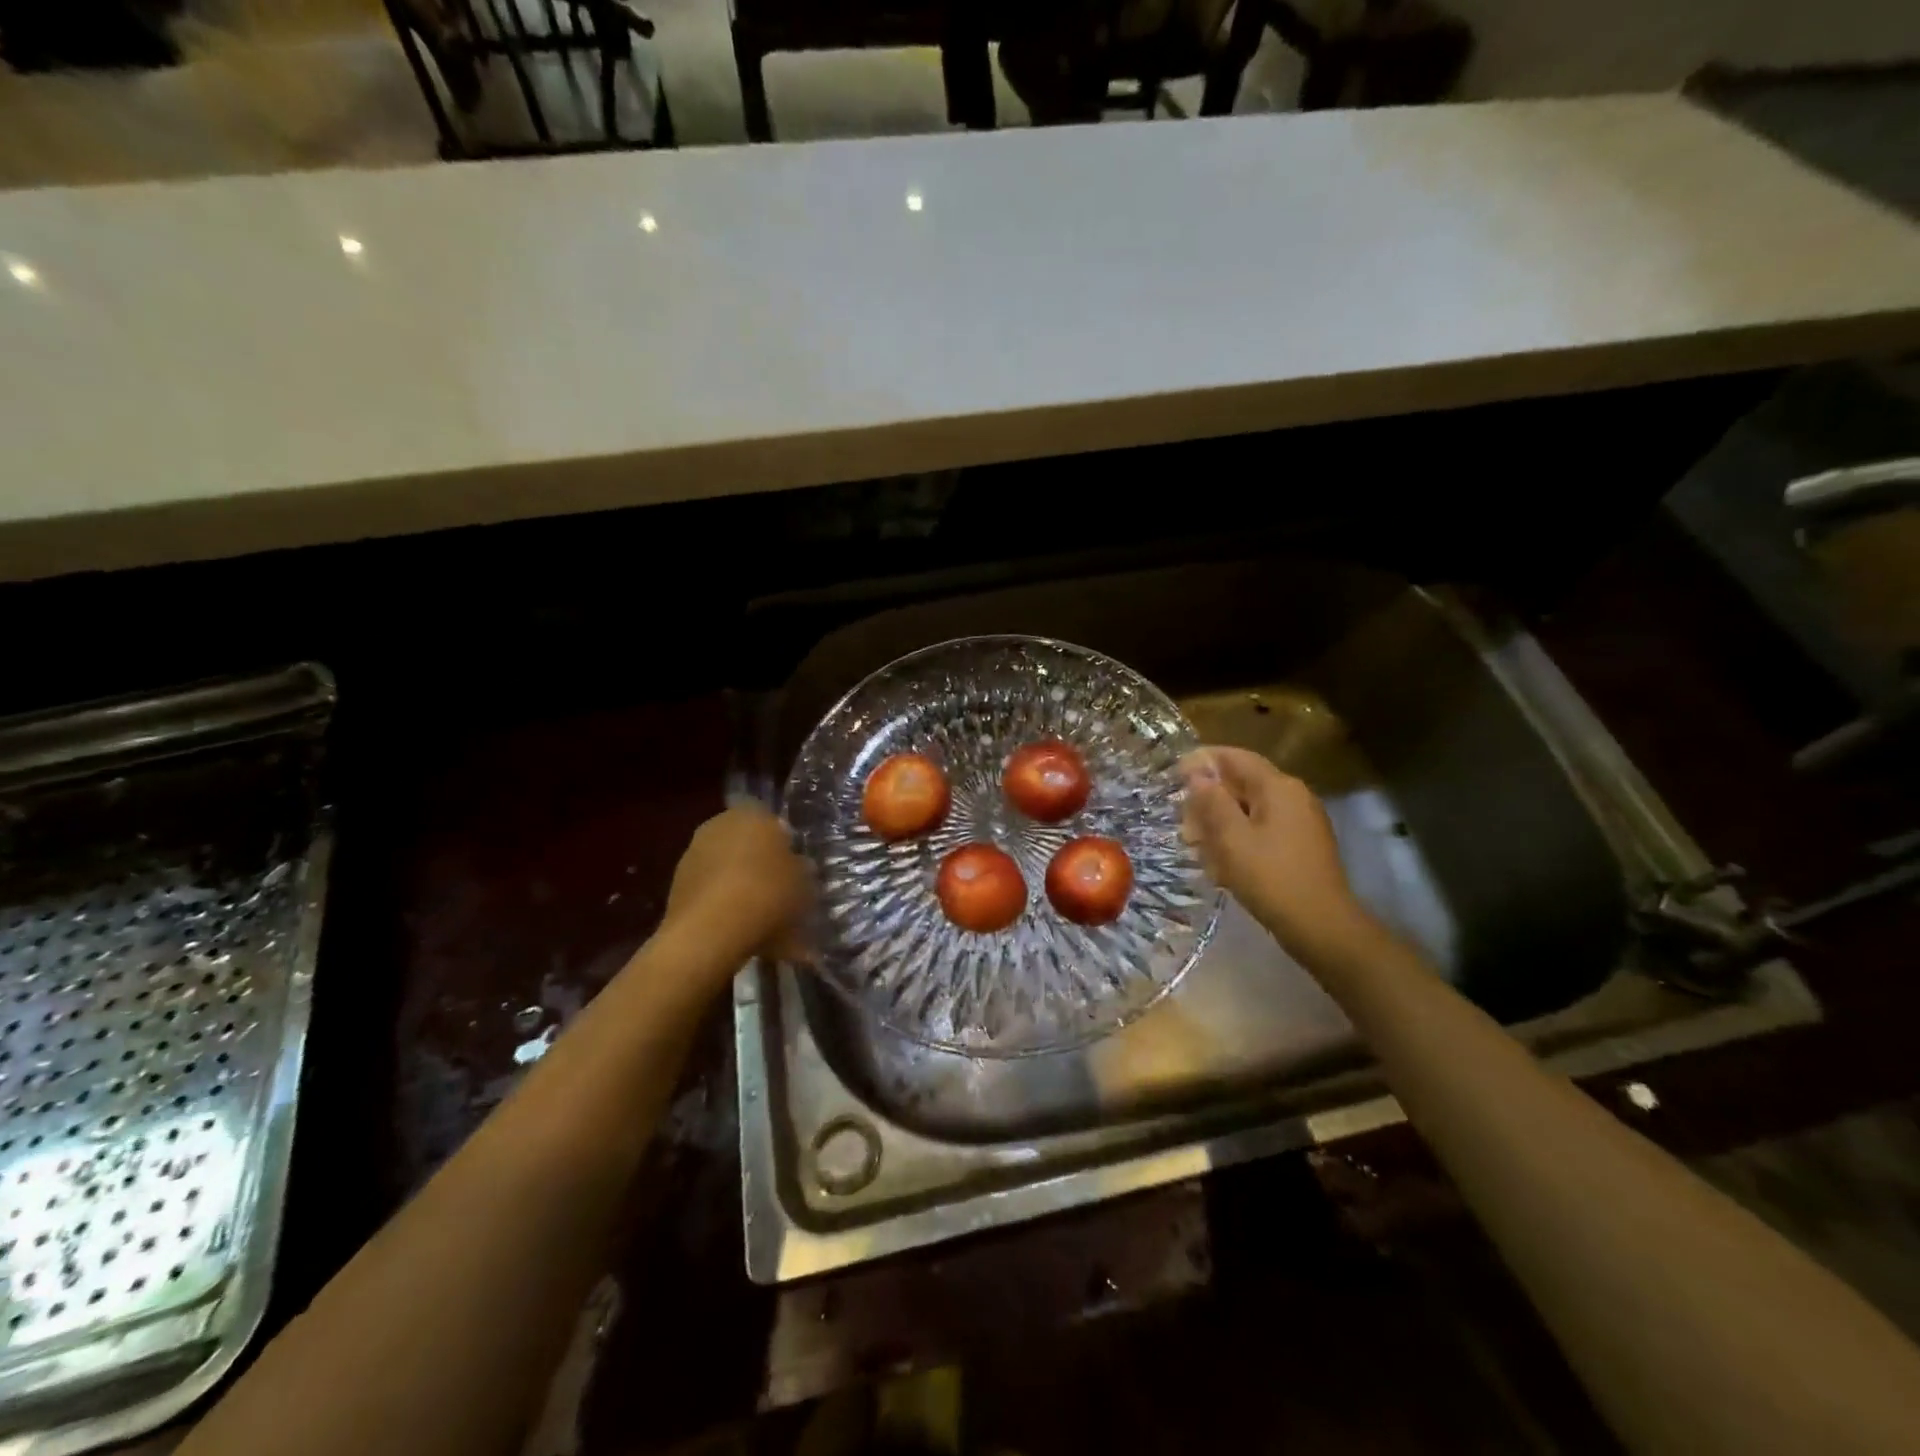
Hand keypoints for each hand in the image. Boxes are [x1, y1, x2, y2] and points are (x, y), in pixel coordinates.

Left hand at [663, 803, 808, 961]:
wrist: (711, 933)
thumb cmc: (767, 894)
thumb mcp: (805, 883)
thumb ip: (801, 870)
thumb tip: (797, 866)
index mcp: (752, 813)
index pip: (773, 822)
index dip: (786, 847)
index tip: (796, 871)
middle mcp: (718, 825)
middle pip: (747, 845)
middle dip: (762, 866)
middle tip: (781, 894)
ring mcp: (693, 855)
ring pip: (729, 870)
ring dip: (742, 888)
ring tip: (762, 921)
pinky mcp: (677, 887)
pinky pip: (712, 893)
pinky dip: (724, 907)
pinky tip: (740, 932)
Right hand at [1180, 747, 1368, 957]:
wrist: (1322, 926)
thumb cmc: (1271, 878)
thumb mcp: (1231, 839)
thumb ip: (1212, 802)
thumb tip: (1198, 775)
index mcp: (1278, 787)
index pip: (1235, 757)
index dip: (1202, 761)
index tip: (1174, 775)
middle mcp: (1293, 796)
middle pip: (1243, 783)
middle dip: (1209, 798)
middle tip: (1182, 821)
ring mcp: (1301, 821)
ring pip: (1251, 808)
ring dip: (1221, 820)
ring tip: (1196, 844)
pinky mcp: (1301, 844)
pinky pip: (1263, 828)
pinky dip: (1239, 836)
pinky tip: (1222, 861)